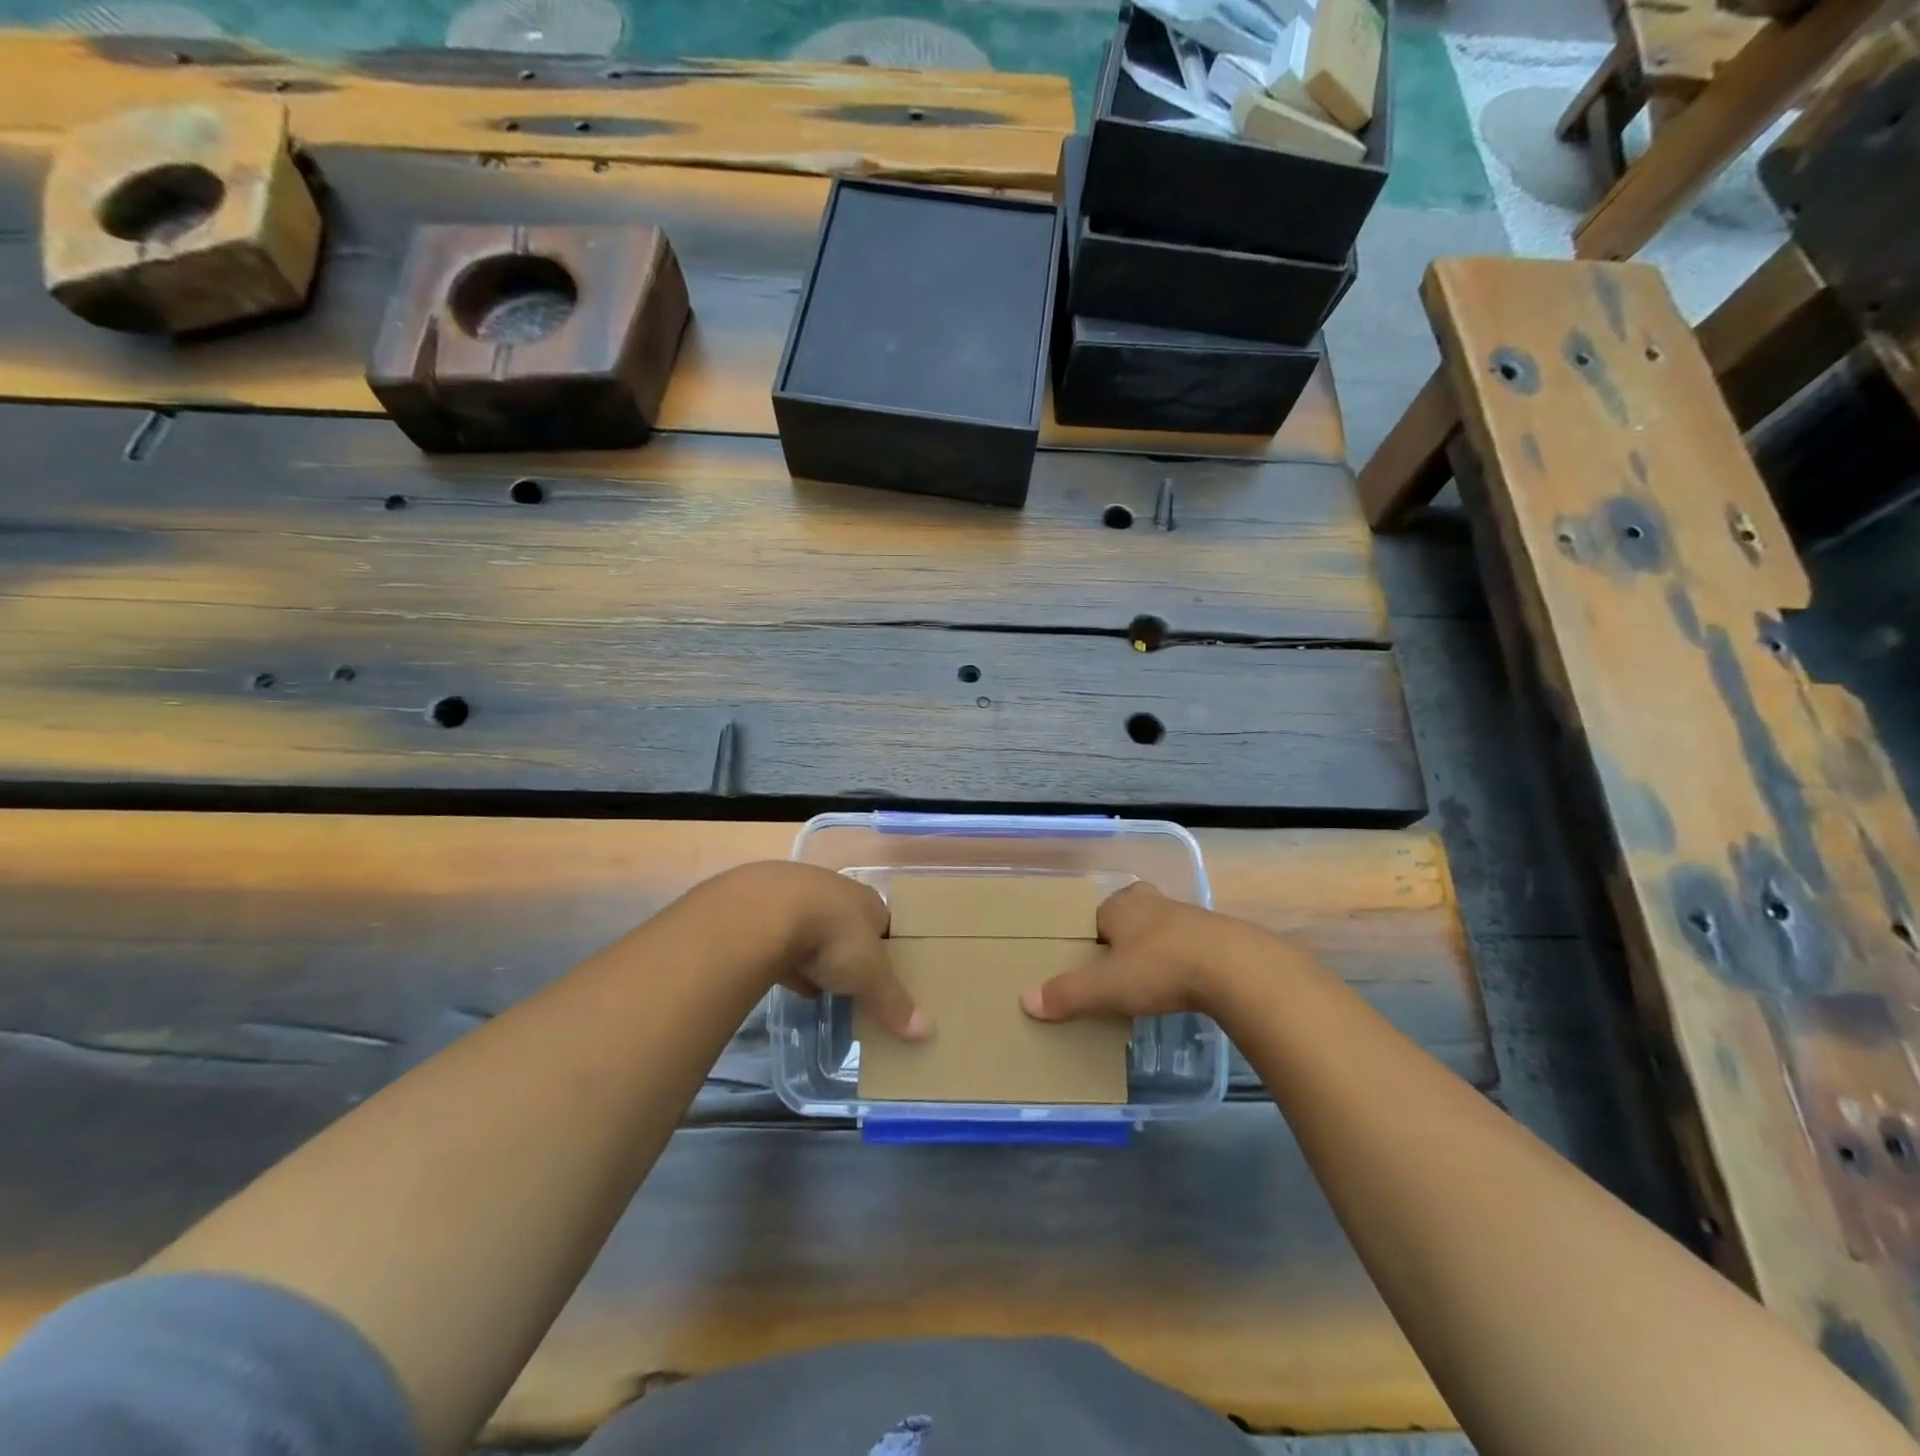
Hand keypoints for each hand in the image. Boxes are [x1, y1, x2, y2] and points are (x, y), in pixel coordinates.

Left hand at [718, 862, 929, 1041]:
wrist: (766, 911)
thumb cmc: (833, 937)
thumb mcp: (870, 975)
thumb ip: (894, 1002)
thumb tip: (928, 1032)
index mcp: (867, 901)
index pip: (885, 923)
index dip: (887, 948)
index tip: (887, 974)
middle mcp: (835, 892)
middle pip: (848, 924)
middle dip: (850, 950)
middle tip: (854, 981)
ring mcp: (796, 897)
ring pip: (813, 928)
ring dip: (816, 953)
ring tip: (821, 984)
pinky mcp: (762, 911)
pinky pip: (781, 938)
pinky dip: (786, 957)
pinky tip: (786, 979)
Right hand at [1020, 882, 1259, 1022]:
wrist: (1235, 968)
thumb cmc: (1161, 967)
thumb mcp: (1107, 987)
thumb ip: (1068, 994)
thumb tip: (1026, 1001)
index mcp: (1120, 905)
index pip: (1093, 916)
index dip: (1087, 939)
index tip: (1085, 964)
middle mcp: (1150, 902)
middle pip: (1126, 916)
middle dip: (1120, 936)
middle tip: (1113, 967)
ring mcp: (1185, 916)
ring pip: (1157, 928)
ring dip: (1151, 948)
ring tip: (1145, 979)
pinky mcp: (1214, 935)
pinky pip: (1185, 944)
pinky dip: (1178, 960)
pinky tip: (1179, 983)